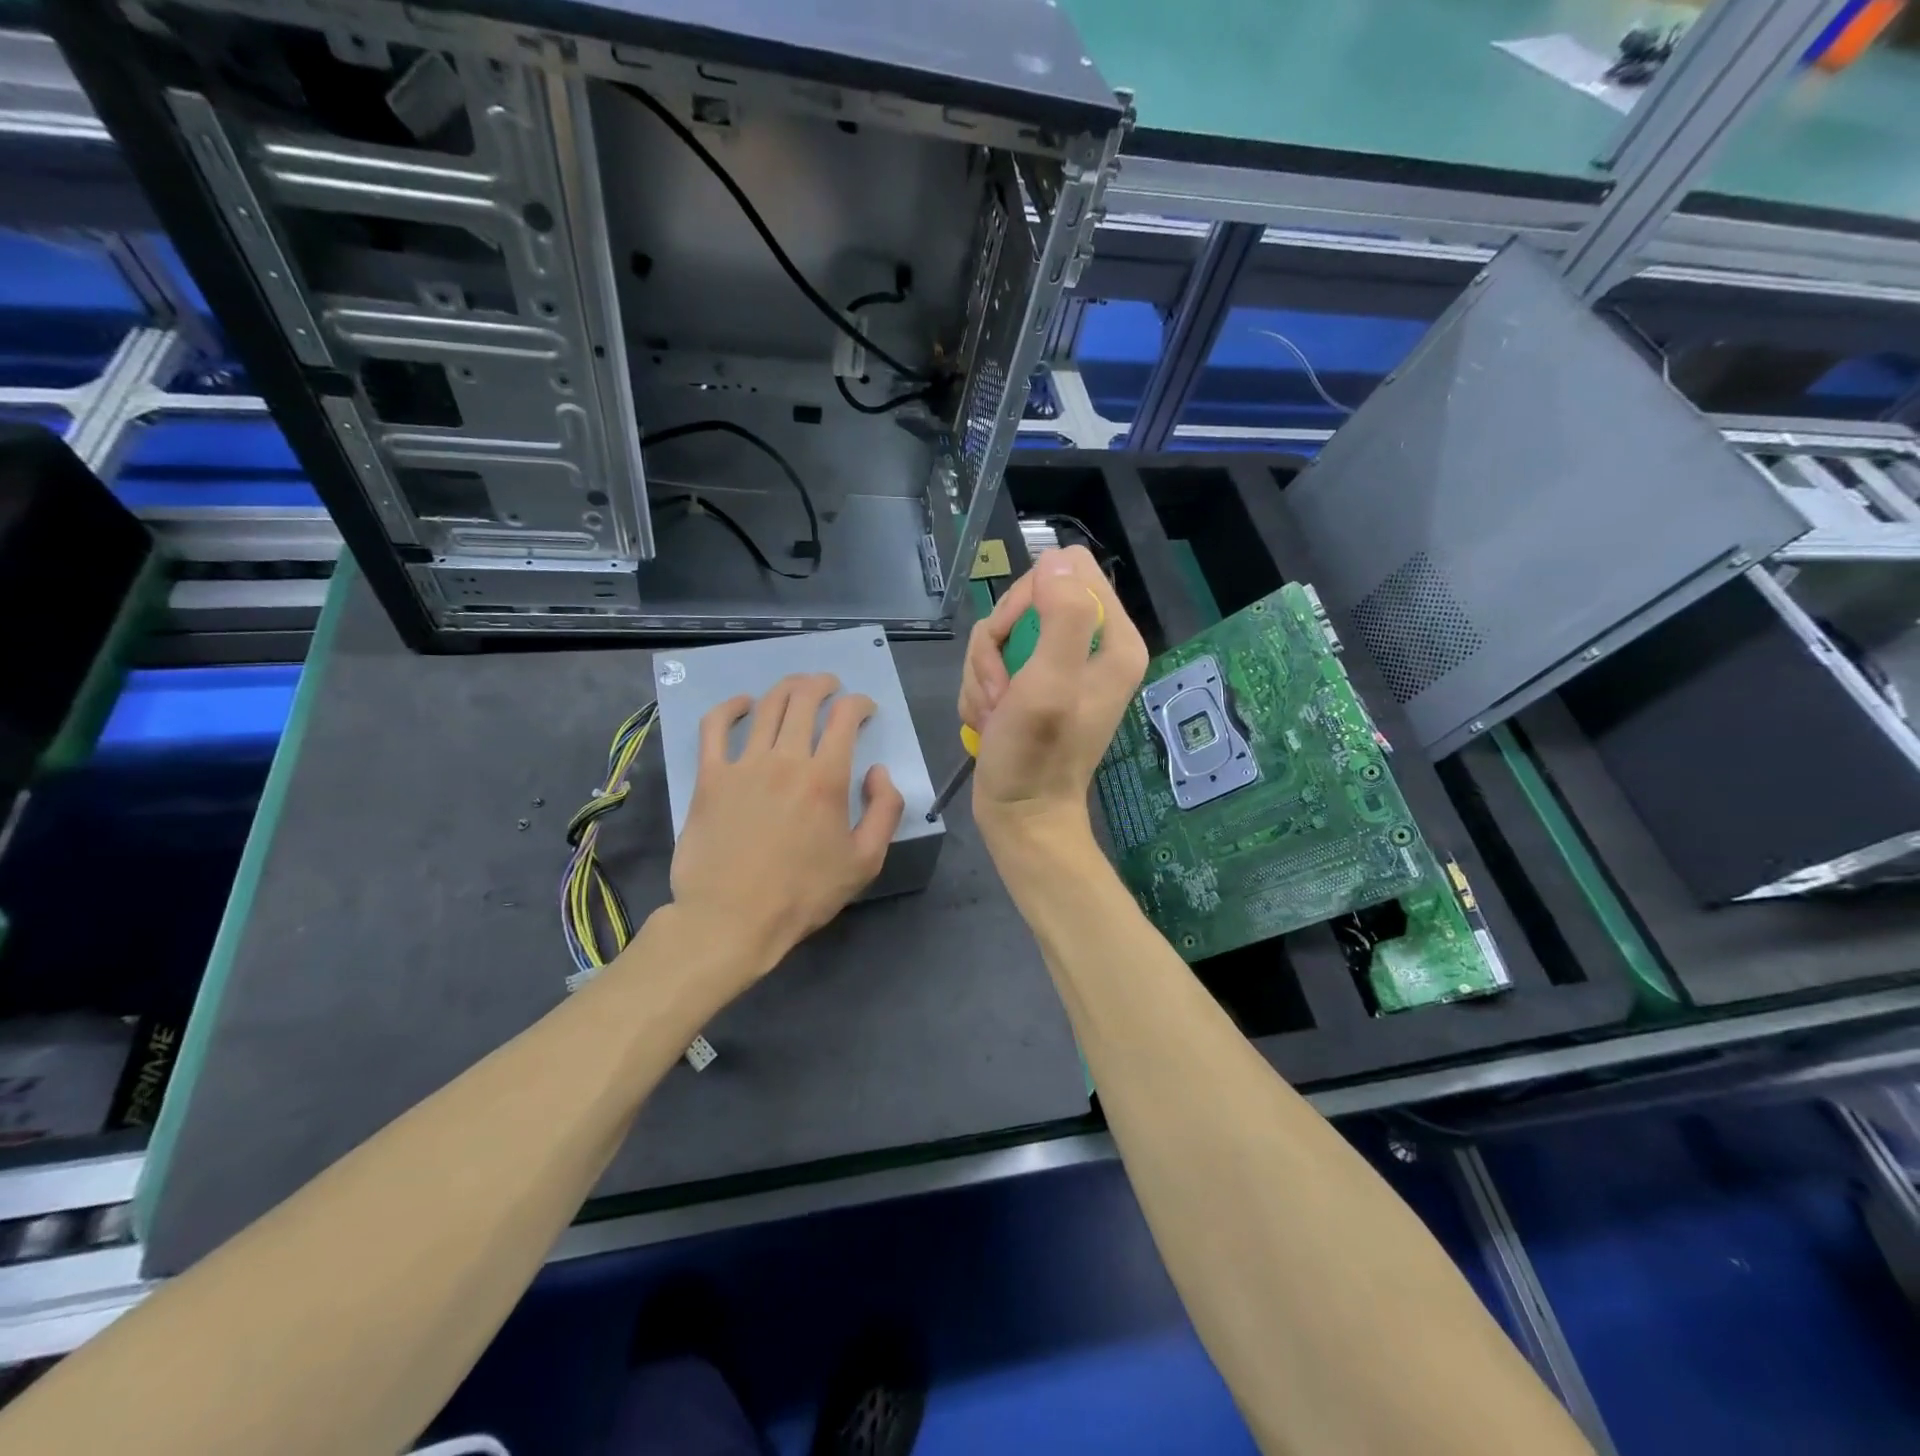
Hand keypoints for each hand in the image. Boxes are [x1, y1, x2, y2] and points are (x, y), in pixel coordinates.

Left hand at [671, 673, 904, 971]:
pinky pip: (716, 727)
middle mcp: (786, 760)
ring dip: (787, 688)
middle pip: (804, 700)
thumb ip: (885, 811)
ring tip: (798, 687)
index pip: (846, 718)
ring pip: (767, 706)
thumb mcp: (865, 861)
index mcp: (826, 779)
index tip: (865, 709)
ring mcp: (743, 765)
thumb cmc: (803, 894)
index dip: (860, 703)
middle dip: (823, 685)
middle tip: (831, 687)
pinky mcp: (710, 777)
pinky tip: (743, 703)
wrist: (732, 919)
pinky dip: (731, 707)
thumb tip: (879, 772)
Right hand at [959, 546, 1148, 849]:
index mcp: (1113, 640)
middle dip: (999, 644)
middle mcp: (1089, 647)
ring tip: (995, 714)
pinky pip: (991, 662)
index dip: (1029, 598)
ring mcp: (1057, 667)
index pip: (1069, 570)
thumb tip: (1055, 559)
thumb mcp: (1050, 685)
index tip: (1014, 640)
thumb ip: (1062, 617)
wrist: (1020, 815)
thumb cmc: (1036, 757)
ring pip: (1000, 633)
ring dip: (984, 674)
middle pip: (1027, 599)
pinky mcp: (1030, 685)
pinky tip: (989, 721)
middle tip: (1001, 689)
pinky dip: (980, 691)